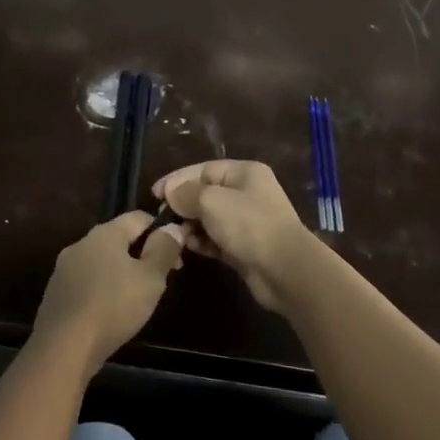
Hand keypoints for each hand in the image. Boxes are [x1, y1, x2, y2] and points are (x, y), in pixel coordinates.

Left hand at [30, 213, 183, 375]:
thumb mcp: (150, 279)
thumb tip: (173, 227)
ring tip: (138, 297)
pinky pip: (87, 280)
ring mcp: (65, 267)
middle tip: (160, 279)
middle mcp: (82, 243)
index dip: (161, 230)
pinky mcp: (57, 292)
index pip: (139, 217)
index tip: (176, 256)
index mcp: (105, 233)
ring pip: (102, 261)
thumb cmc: (113, 307)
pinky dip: (103, 288)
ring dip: (122, 272)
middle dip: (142, 253)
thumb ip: (164, 249)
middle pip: (119, 238)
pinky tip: (111, 310)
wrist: (64, 347)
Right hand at [154, 159, 320, 311]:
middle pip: (206, 193)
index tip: (154, 194)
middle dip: (183, 204)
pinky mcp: (244, 247)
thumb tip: (170, 192)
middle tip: (162, 217)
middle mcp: (247, 193)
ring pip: (209, 218)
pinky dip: (202, 242)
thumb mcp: (211, 201)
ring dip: (190, 225)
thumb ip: (186, 193)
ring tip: (174, 234)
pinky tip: (189, 247)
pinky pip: (216, 239)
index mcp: (244, 172)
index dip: (177, 179)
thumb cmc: (248, 224)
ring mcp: (247, 221)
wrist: (285, 270)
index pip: (203, 169)